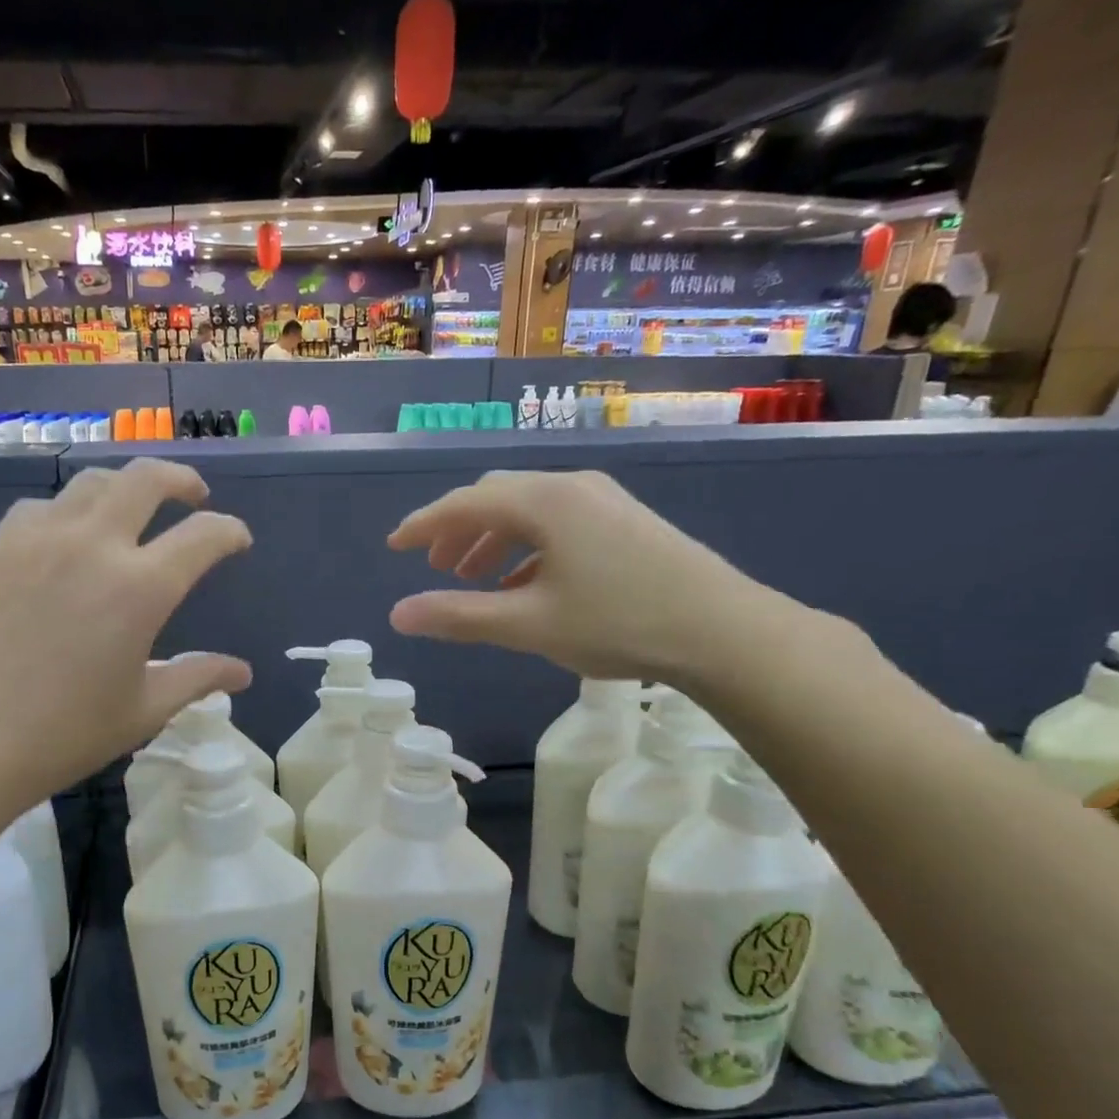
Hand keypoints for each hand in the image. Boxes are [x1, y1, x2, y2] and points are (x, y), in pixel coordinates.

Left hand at [0, 458, 251, 820]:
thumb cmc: (58, 736)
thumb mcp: (141, 712)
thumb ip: (196, 679)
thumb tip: (242, 672)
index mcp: (140, 587)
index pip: (203, 536)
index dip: (229, 531)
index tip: (237, 539)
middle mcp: (92, 545)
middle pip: (146, 478)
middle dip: (181, 480)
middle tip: (194, 496)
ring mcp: (37, 539)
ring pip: (90, 482)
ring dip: (124, 488)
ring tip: (132, 511)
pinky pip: (41, 507)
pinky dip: (69, 511)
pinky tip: (65, 540)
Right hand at [386, 469, 797, 681]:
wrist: (724, 631)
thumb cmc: (618, 622)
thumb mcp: (528, 624)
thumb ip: (458, 617)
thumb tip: (398, 615)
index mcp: (544, 501)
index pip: (465, 504)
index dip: (423, 526)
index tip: (394, 547)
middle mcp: (571, 487)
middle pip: (496, 499)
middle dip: (458, 530)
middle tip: (434, 567)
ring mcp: (604, 501)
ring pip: (529, 511)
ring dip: (492, 540)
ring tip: (473, 579)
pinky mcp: (625, 521)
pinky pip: (558, 523)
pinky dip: (527, 548)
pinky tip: (524, 584)